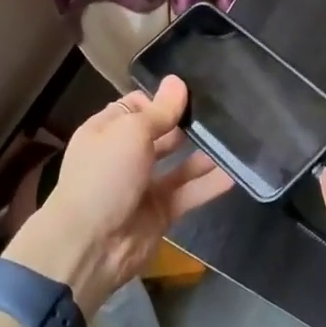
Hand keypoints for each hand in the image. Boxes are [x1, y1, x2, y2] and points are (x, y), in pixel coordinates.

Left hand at [5, 76, 232, 315]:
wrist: (90, 245)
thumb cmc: (104, 176)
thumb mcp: (131, 133)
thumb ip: (160, 111)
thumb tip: (177, 81)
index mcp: (107, 132)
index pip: (137, 107)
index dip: (162, 99)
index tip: (194, 91)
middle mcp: (124, 156)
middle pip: (160, 134)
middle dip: (186, 124)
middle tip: (224, 110)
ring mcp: (143, 186)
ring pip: (178, 165)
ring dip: (203, 154)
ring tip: (235, 137)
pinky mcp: (160, 212)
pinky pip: (188, 193)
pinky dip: (209, 184)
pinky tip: (235, 173)